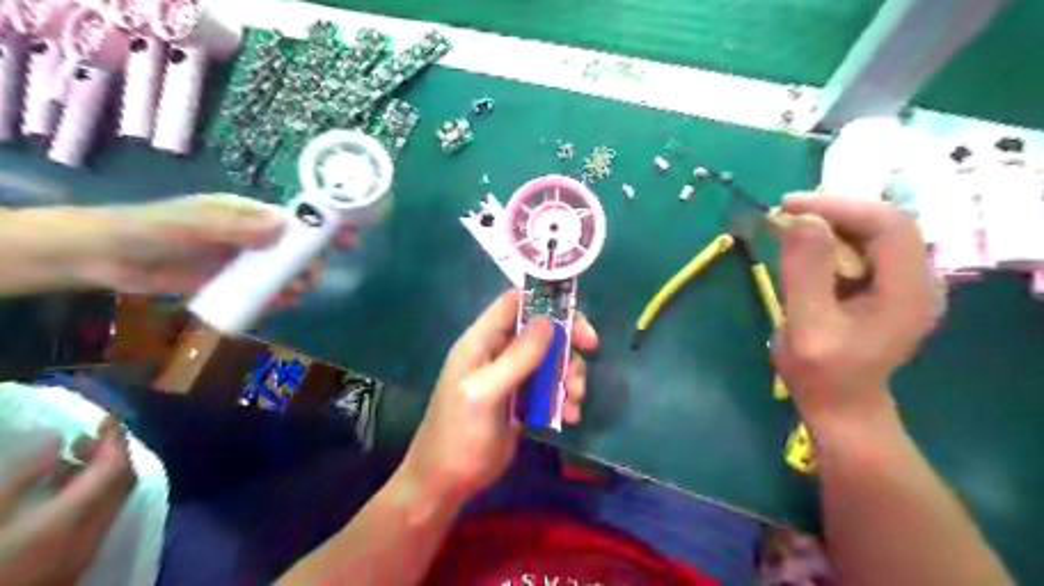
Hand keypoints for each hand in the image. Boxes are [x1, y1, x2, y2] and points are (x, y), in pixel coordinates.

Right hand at [0, 416, 134, 584]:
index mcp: (76, 516)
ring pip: (112, 498)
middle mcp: (95, 530)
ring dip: (100, 473)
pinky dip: (91, 494)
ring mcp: (88, 548)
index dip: (115, 439)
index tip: (107, 417)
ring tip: (67, 458)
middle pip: (122, 482)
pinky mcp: (76, 561)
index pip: (116, 468)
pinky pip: (99, 515)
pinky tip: (58, 490)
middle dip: (111, 454)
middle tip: (85, 437)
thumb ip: (23, 476)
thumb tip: (56, 439)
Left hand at [64, 195, 358, 299]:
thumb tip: (284, 228)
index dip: (323, 227)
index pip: (296, 219)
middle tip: (308, 278)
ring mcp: (244, 261)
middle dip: (310, 262)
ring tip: (291, 294)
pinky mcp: (232, 283)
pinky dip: (276, 298)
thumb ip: (236, 226)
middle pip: (296, 249)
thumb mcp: (194, 223)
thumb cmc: (152, 228)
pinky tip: (278, 304)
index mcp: (249, 215)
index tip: (348, 240)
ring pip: (283, 272)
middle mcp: (252, 237)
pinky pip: (264, 291)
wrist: (107, 257)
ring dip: (295, 283)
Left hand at [397, 291, 595, 501]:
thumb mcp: (485, 393)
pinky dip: (564, 396)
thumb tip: (548, 320)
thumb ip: (516, 357)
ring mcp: (512, 376)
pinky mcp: (522, 399)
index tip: (575, 313)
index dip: (544, 300)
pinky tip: (569, 416)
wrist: (447, 482)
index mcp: (481, 341)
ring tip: (574, 400)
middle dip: (567, 338)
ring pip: (551, 358)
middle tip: (590, 349)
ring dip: (569, 373)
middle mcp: (498, 352)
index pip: (513, 303)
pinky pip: (551, 386)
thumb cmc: (459, 434)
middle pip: (540, 329)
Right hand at [770, 195, 943, 423]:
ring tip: (787, 227)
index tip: (789, 205)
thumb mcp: (807, 325)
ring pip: (871, 234)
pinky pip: (862, 250)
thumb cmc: (821, 372)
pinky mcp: (886, 289)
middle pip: (882, 224)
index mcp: (908, 291)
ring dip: (829, 225)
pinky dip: (830, 241)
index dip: (840, 207)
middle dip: (832, 212)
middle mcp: (917, 281)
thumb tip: (801, 220)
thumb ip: (806, 273)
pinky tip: (804, 248)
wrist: (840, 405)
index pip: (888, 225)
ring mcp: (904, 284)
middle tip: (784, 213)